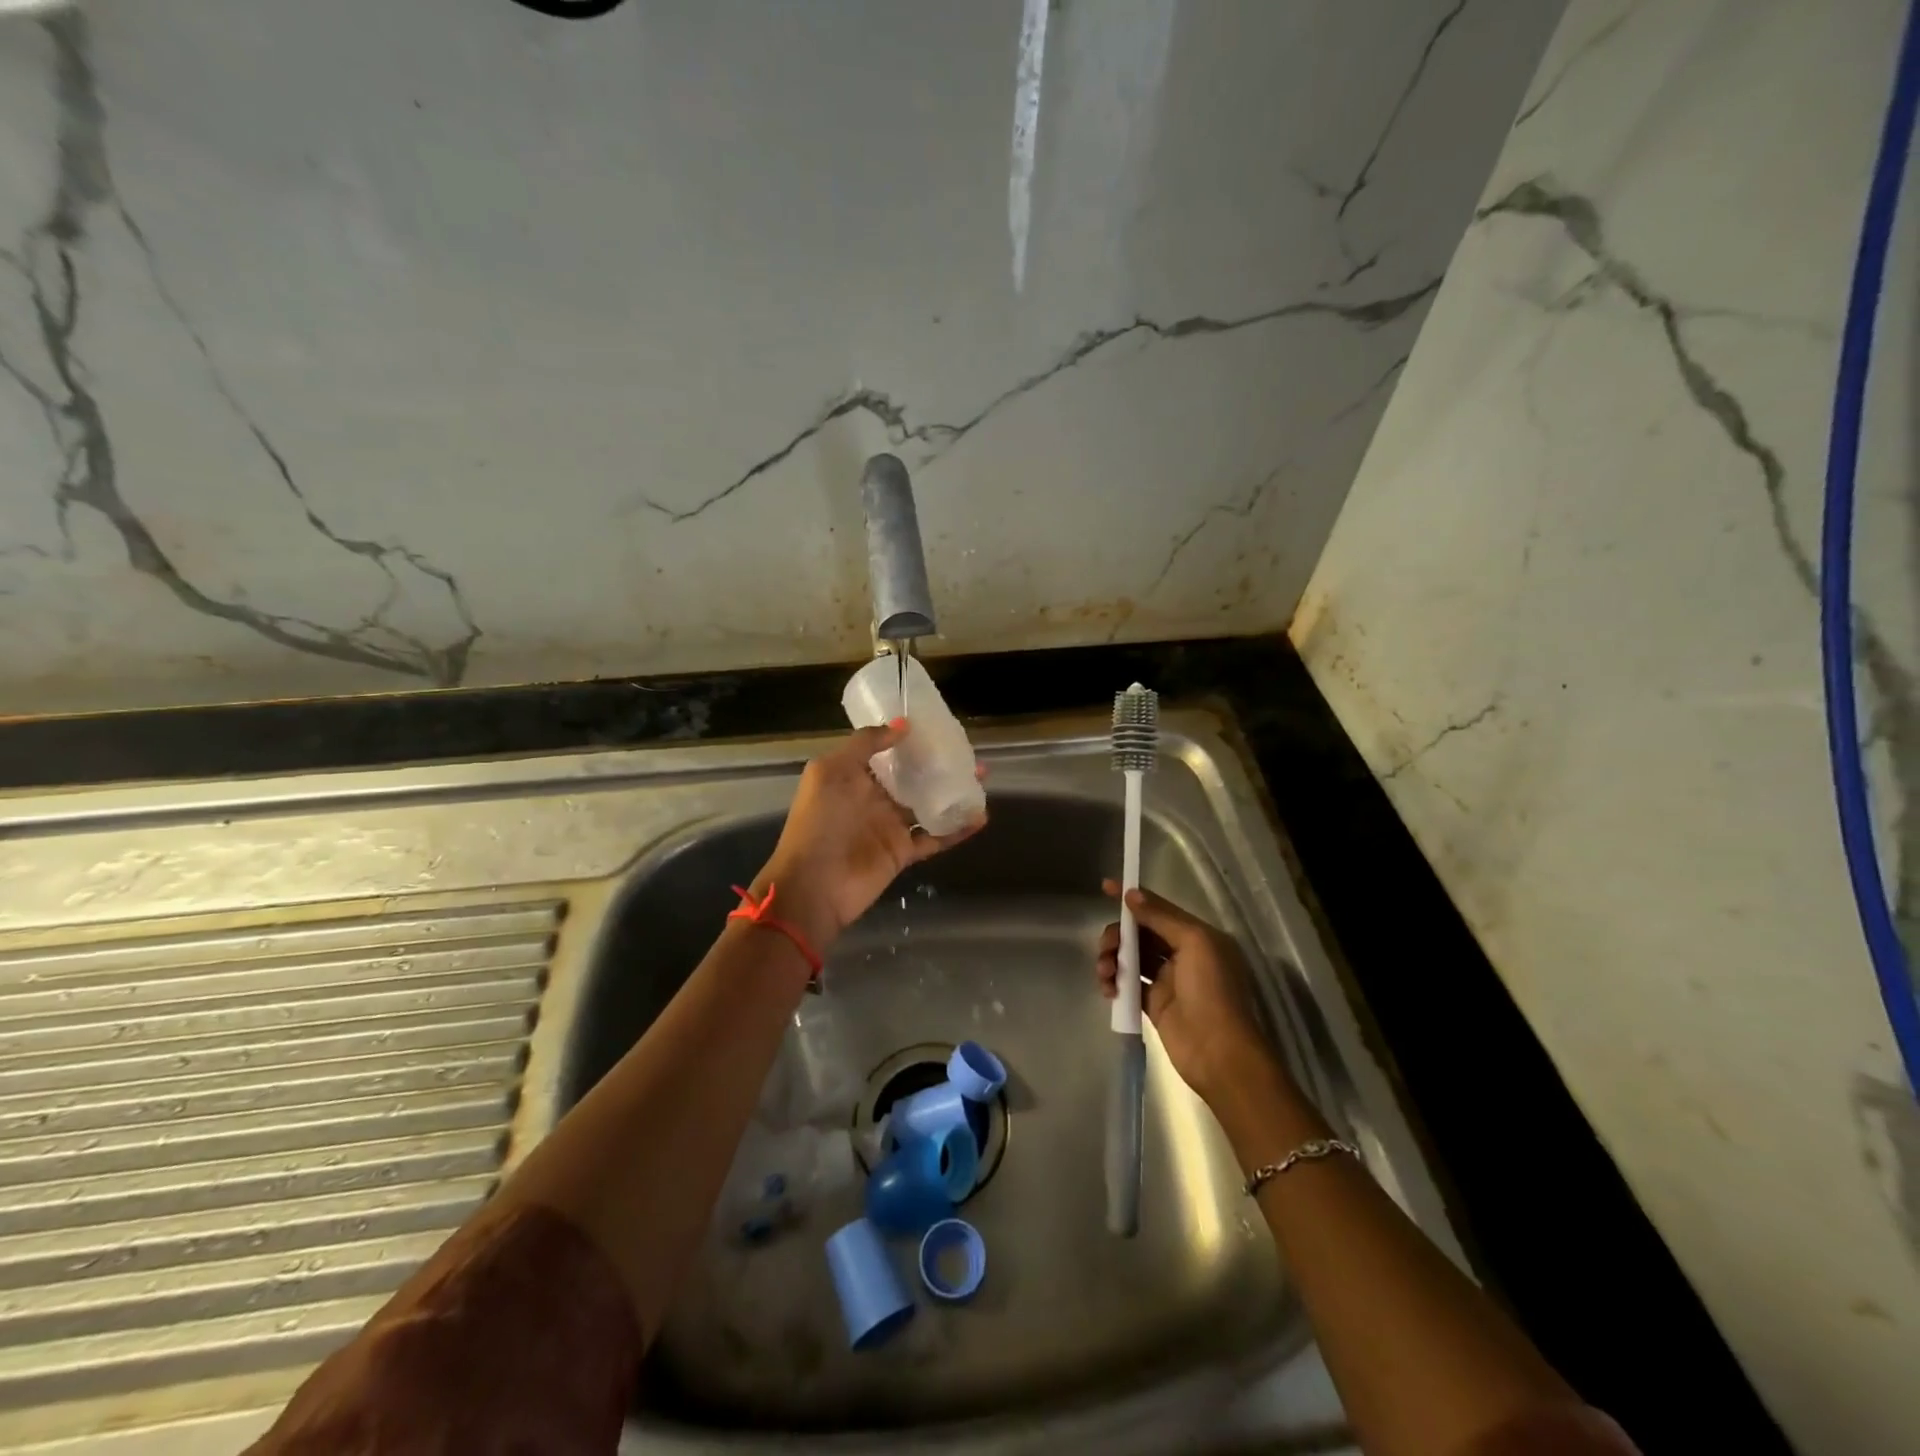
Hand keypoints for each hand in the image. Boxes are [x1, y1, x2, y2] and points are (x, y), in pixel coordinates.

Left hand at [755, 721, 985, 951]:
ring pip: (928, 804)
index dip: (910, 740)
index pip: (886, 753)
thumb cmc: (819, 822)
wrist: (813, 886)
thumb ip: (865, 743)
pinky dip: (957, 829)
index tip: (938, 727)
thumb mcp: (831, 771)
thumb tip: (903, 724)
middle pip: (912, 777)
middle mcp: (873, 798)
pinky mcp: (902, 852)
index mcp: (853, 776)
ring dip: (953, 793)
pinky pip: (935, 837)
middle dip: (938, 765)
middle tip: (969, 753)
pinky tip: (980, 816)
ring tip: (982, 779)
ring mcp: (889, 827)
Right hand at [1096, 881, 1279, 1105]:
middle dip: (1118, 934)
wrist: (1219, 1054)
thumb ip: (1161, 917)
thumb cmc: (1212, 991)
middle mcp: (1183, 954)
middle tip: (1106, 948)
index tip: (1105, 888)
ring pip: (1131, 957)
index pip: (1159, 908)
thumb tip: (1132, 894)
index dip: (1133, 898)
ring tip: (1104, 973)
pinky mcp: (1154, 1004)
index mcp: (1198, 936)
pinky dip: (1115, 982)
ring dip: (1112, 958)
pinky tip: (1108, 989)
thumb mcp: (1193, 943)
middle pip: (1141, 933)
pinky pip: (1128, 984)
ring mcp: (1168, 980)